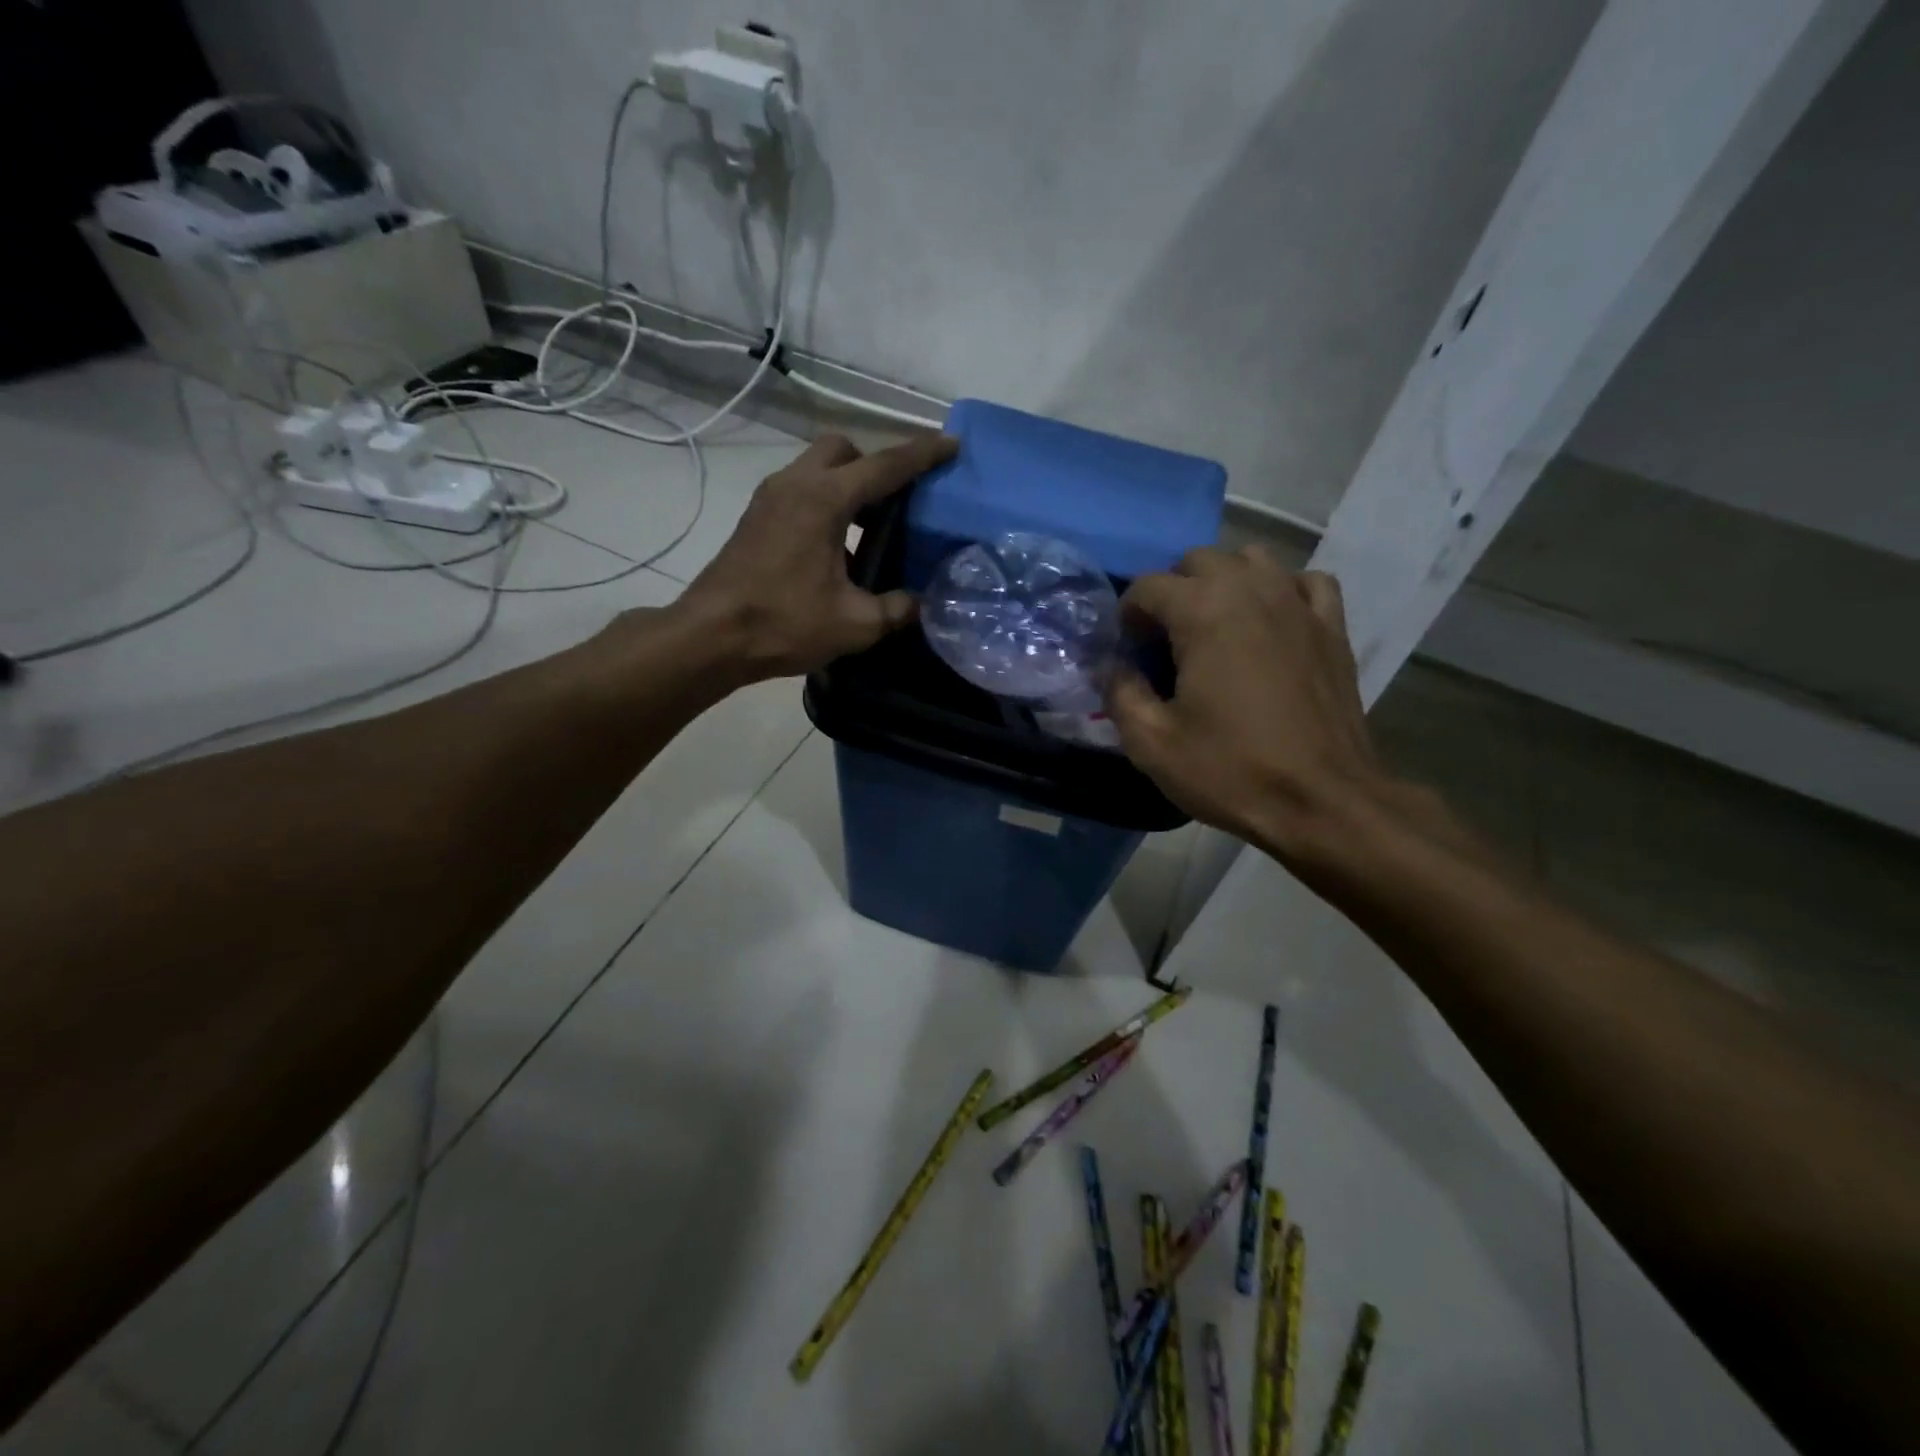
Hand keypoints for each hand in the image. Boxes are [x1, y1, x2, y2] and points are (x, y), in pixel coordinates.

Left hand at [674, 431, 957, 680]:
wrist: (711, 636)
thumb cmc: (784, 623)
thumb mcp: (855, 624)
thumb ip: (897, 609)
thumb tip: (922, 604)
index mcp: (824, 500)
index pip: (885, 466)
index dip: (923, 454)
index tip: (952, 444)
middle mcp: (796, 484)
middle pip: (843, 450)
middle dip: (875, 464)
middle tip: (898, 499)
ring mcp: (770, 498)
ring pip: (818, 468)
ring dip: (849, 484)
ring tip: (872, 527)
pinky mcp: (756, 517)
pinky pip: (801, 490)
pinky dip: (826, 502)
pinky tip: (838, 548)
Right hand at [1108, 547, 1398, 862]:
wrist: (1322, 802)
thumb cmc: (1231, 770)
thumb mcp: (1151, 743)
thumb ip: (1120, 693)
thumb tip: (1113, 667)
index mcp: (1202, 612)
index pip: (1147, 586)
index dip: (1128, 617)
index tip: (1129, 654)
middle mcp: (1251, 590)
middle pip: (1198, 561)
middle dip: (1173, 593)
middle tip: (1167, 643)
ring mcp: (1298, 603)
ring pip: (1252, 560)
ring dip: (1224, 583)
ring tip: (1216, 627)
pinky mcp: (1333, 627)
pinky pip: (1304, 582)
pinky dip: (1282, 591)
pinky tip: (1272, 622)